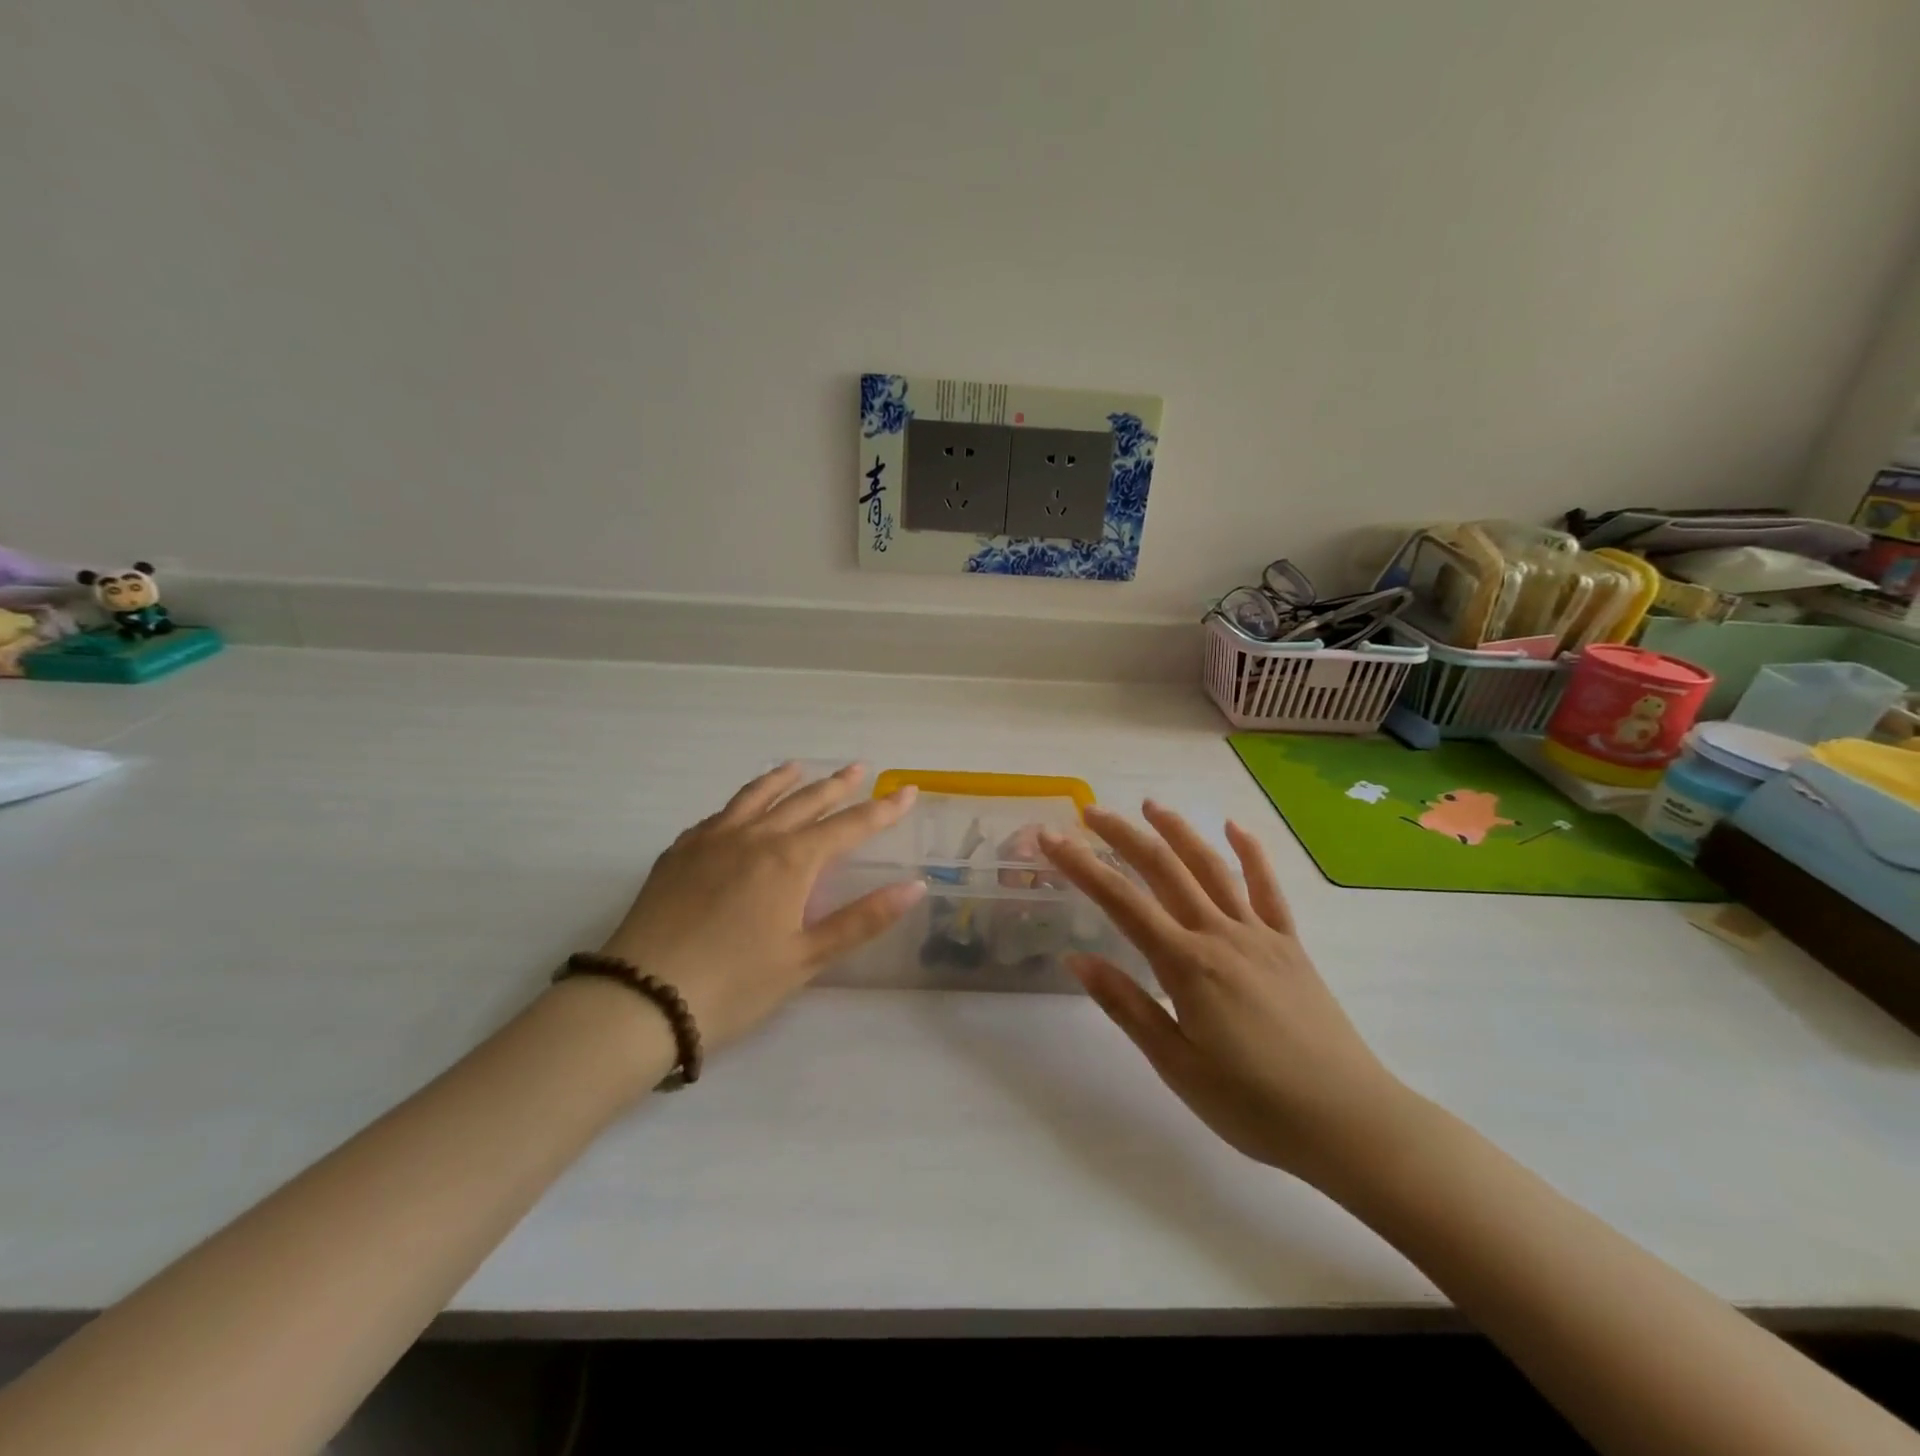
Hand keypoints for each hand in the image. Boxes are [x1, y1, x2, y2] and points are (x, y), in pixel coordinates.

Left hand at [598, 763, 925, 1050]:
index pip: (849, 826)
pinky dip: (741, 804)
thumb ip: (862, 919)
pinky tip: (739, 810)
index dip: (883, 810)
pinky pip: (719, 815)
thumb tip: (914, 886)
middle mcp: (754, 837)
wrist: (641, 999)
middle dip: (837, 785)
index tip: (908, 791)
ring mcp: (711, 840)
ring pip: (756, 797)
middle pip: (805, 801)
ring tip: (798, 767)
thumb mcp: (806, 958)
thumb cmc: (735, 985)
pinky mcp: (678, 853)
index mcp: (790, 861)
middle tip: (859, 768)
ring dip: (783, 781)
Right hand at [1038, 802, 1409, 1184]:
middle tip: (1089, 811)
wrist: (1348, 1122)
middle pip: (1163, 869)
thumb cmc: (1253, 1105)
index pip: (1121, 902)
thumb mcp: (1176, 1065)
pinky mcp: (1290, 945)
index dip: (1082, 866)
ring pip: (1212, 867)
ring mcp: (1260, 935)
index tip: (1052, 838)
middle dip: (1122, 836)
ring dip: (1179, 831)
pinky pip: (1268, 889)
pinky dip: (1250, 853)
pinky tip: (1235, 828)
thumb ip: (1127, 1006)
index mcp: (1186, 965)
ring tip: (1151, 805)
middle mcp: (1220, 935)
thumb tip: (1077, 959)